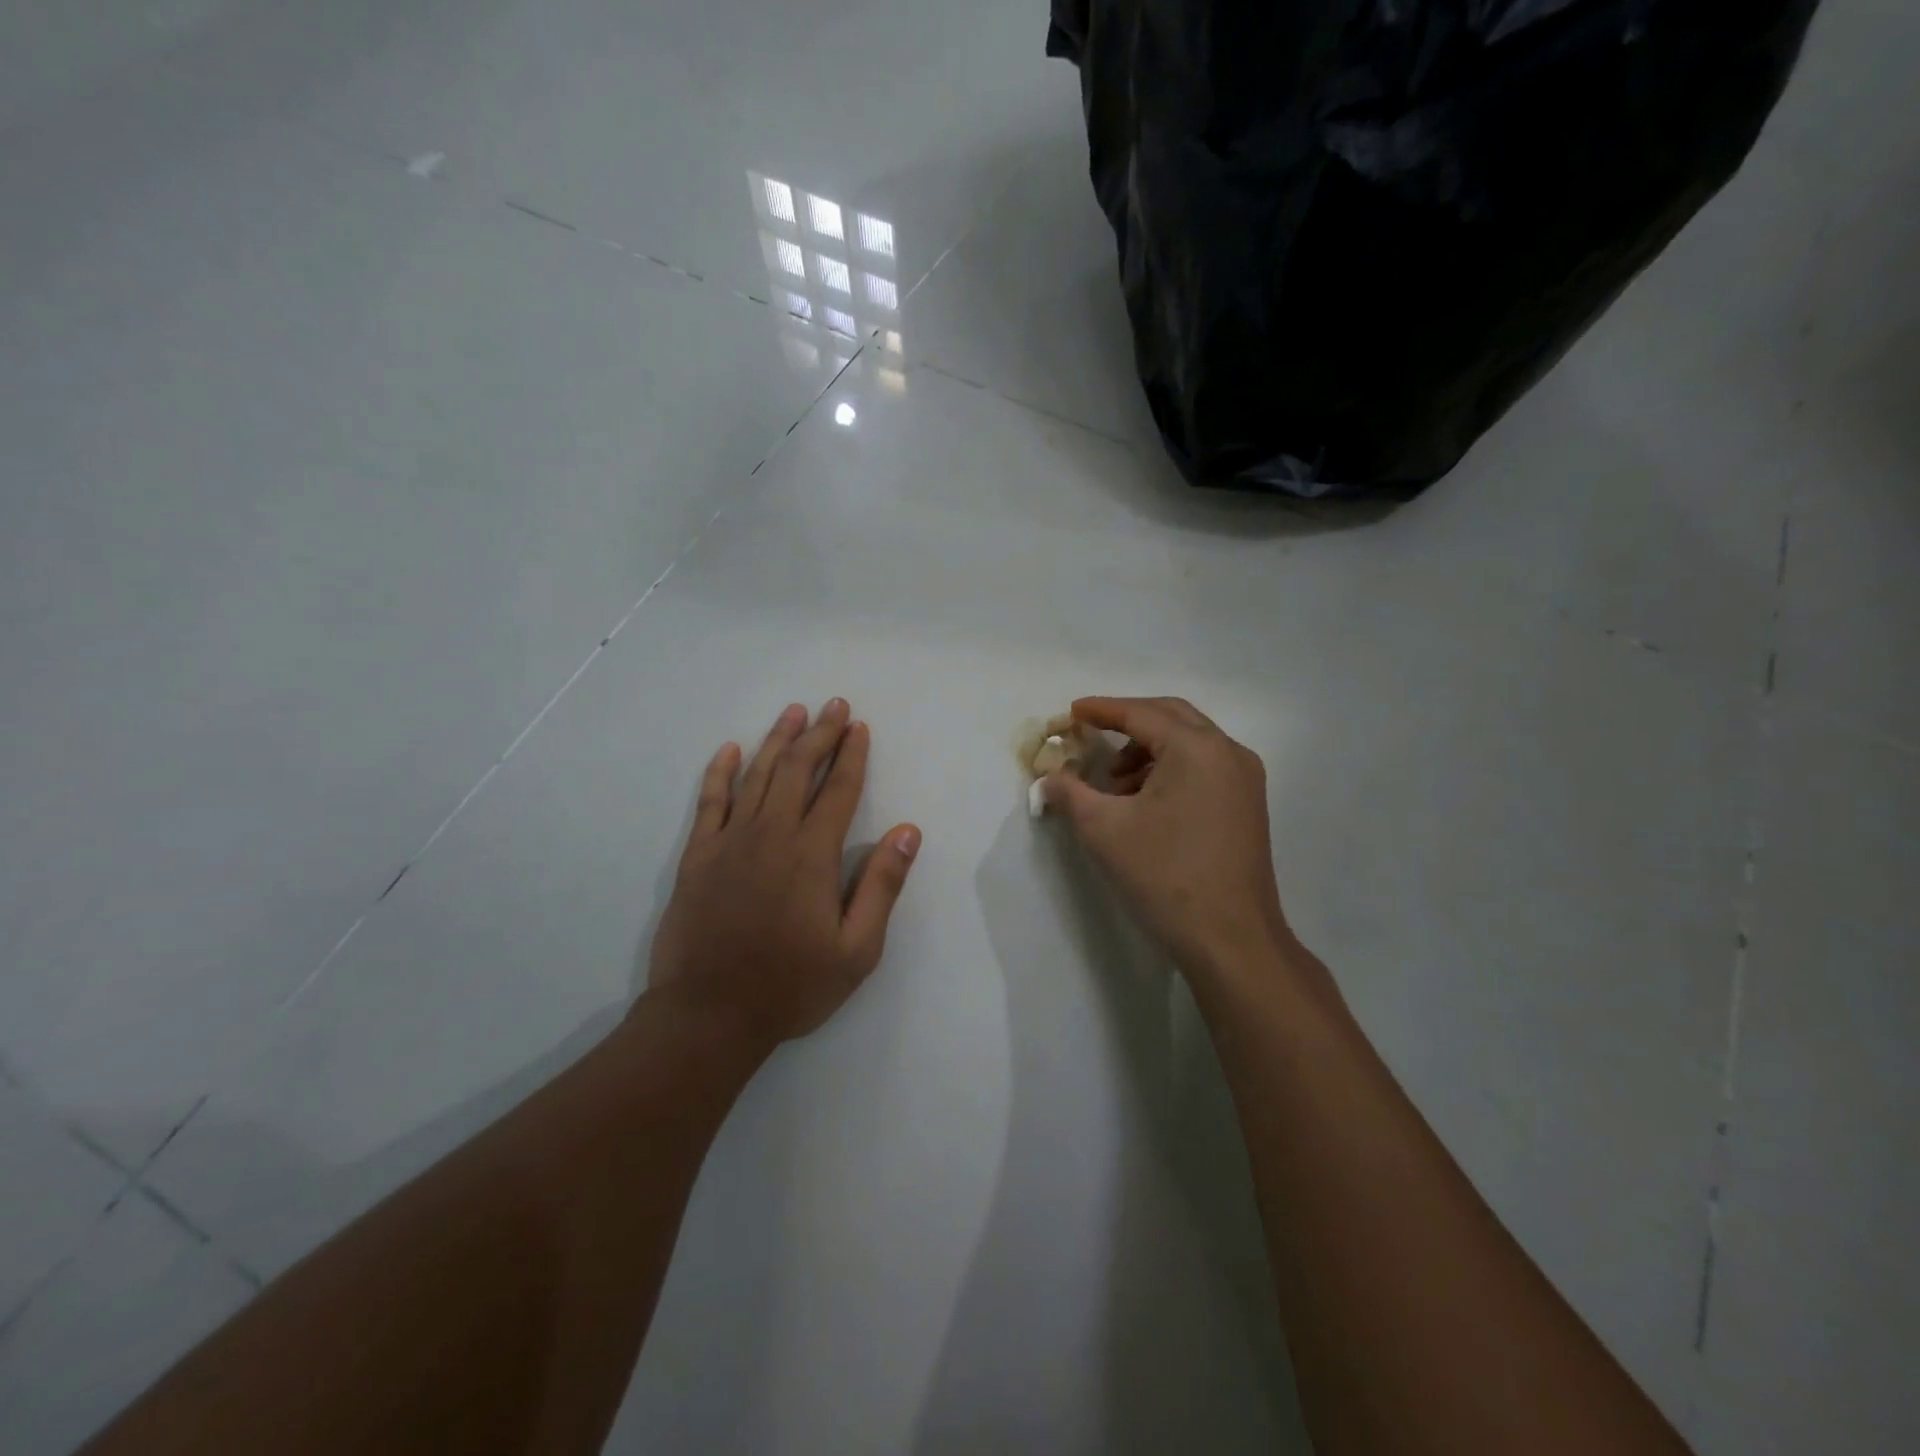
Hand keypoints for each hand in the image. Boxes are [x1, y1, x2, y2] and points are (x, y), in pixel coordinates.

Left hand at [648, 700, 920, 1050]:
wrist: (708, 1015)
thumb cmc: (791, 986)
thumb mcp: (857, 950)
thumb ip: (882, 886)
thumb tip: (908, 831)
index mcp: (812, 854)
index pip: (839, 790)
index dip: (852, 755)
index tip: (859, 727)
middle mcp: (772, 834)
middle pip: (798, 770)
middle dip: (820, 734)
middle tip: (834, 705)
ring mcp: (730, 841)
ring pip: (757, 775)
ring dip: (777, 740)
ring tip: (794, 712)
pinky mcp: (697, 856)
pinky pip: (710, 802)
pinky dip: (721, 772)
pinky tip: (731, 750)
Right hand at [1042, 697, 1289, 987]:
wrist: (1230, 940)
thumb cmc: (1164, 876)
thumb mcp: (1103, 829)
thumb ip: (1069, 793)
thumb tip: (1048, 778)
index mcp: (1197, 749)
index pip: (1141, 714)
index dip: (1102, 710)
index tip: (1071, 712)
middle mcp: (1228, 753)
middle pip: (1171, 717)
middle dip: (1128, 721)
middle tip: (1092, 733)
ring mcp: (1245, 780)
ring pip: (1190, 743)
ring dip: (1149, 749)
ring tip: (1114, 782)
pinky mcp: (1248, 805)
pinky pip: (1204, 767)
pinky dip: (1170, 769)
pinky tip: (1145, 801)